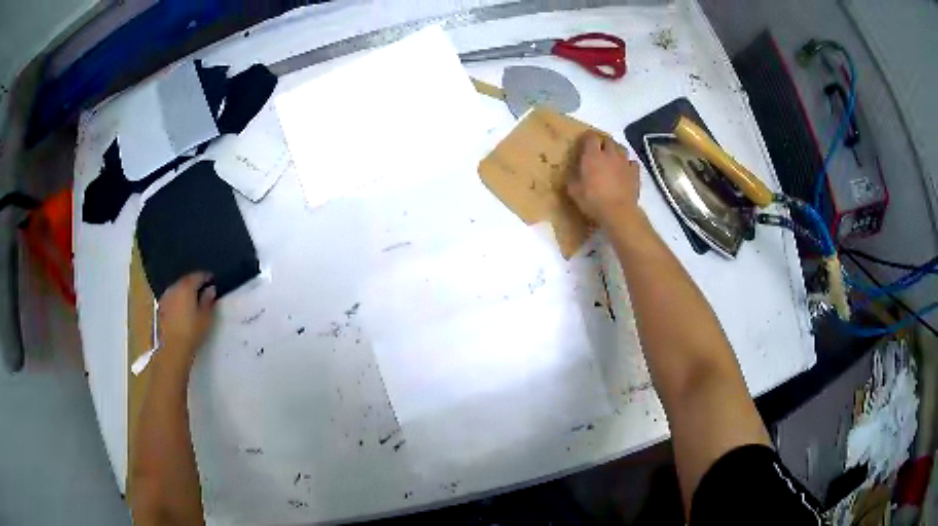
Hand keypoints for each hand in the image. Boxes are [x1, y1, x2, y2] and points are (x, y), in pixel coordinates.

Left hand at [157, 273, 216, 367]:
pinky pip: (171, 297)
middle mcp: (175, 287)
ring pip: (177, 288)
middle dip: (194, 283)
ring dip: (185, 291)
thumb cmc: (192, 332)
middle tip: (203, 289)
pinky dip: (177, 298)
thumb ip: (208, 301)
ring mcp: (166, 297)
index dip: (206, 277)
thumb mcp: (205, 317)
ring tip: (192, 299)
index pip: (198, 276)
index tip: (212, 280)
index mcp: (187, 287)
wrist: (173, 347)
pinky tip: (181, 307)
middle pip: (186, 280)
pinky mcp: (161, 307)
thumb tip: (210, 290)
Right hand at [567, 133, 641, 226]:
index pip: (591, 136)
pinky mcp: (635, 173)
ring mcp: (624, 162)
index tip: (584, 142)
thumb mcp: (574, 191)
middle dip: (603, 143)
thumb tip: (572, 174)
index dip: (587, 137)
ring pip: (621, 148)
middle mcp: (609, 154)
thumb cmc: (593, 200)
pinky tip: (625, 170)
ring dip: (616, 151)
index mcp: (592, 156)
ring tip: (612, 159)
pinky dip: (628, 164)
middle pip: (608, 140)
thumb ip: (573, 178)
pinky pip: (633, 162)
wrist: (618, 212)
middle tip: (598, 152)